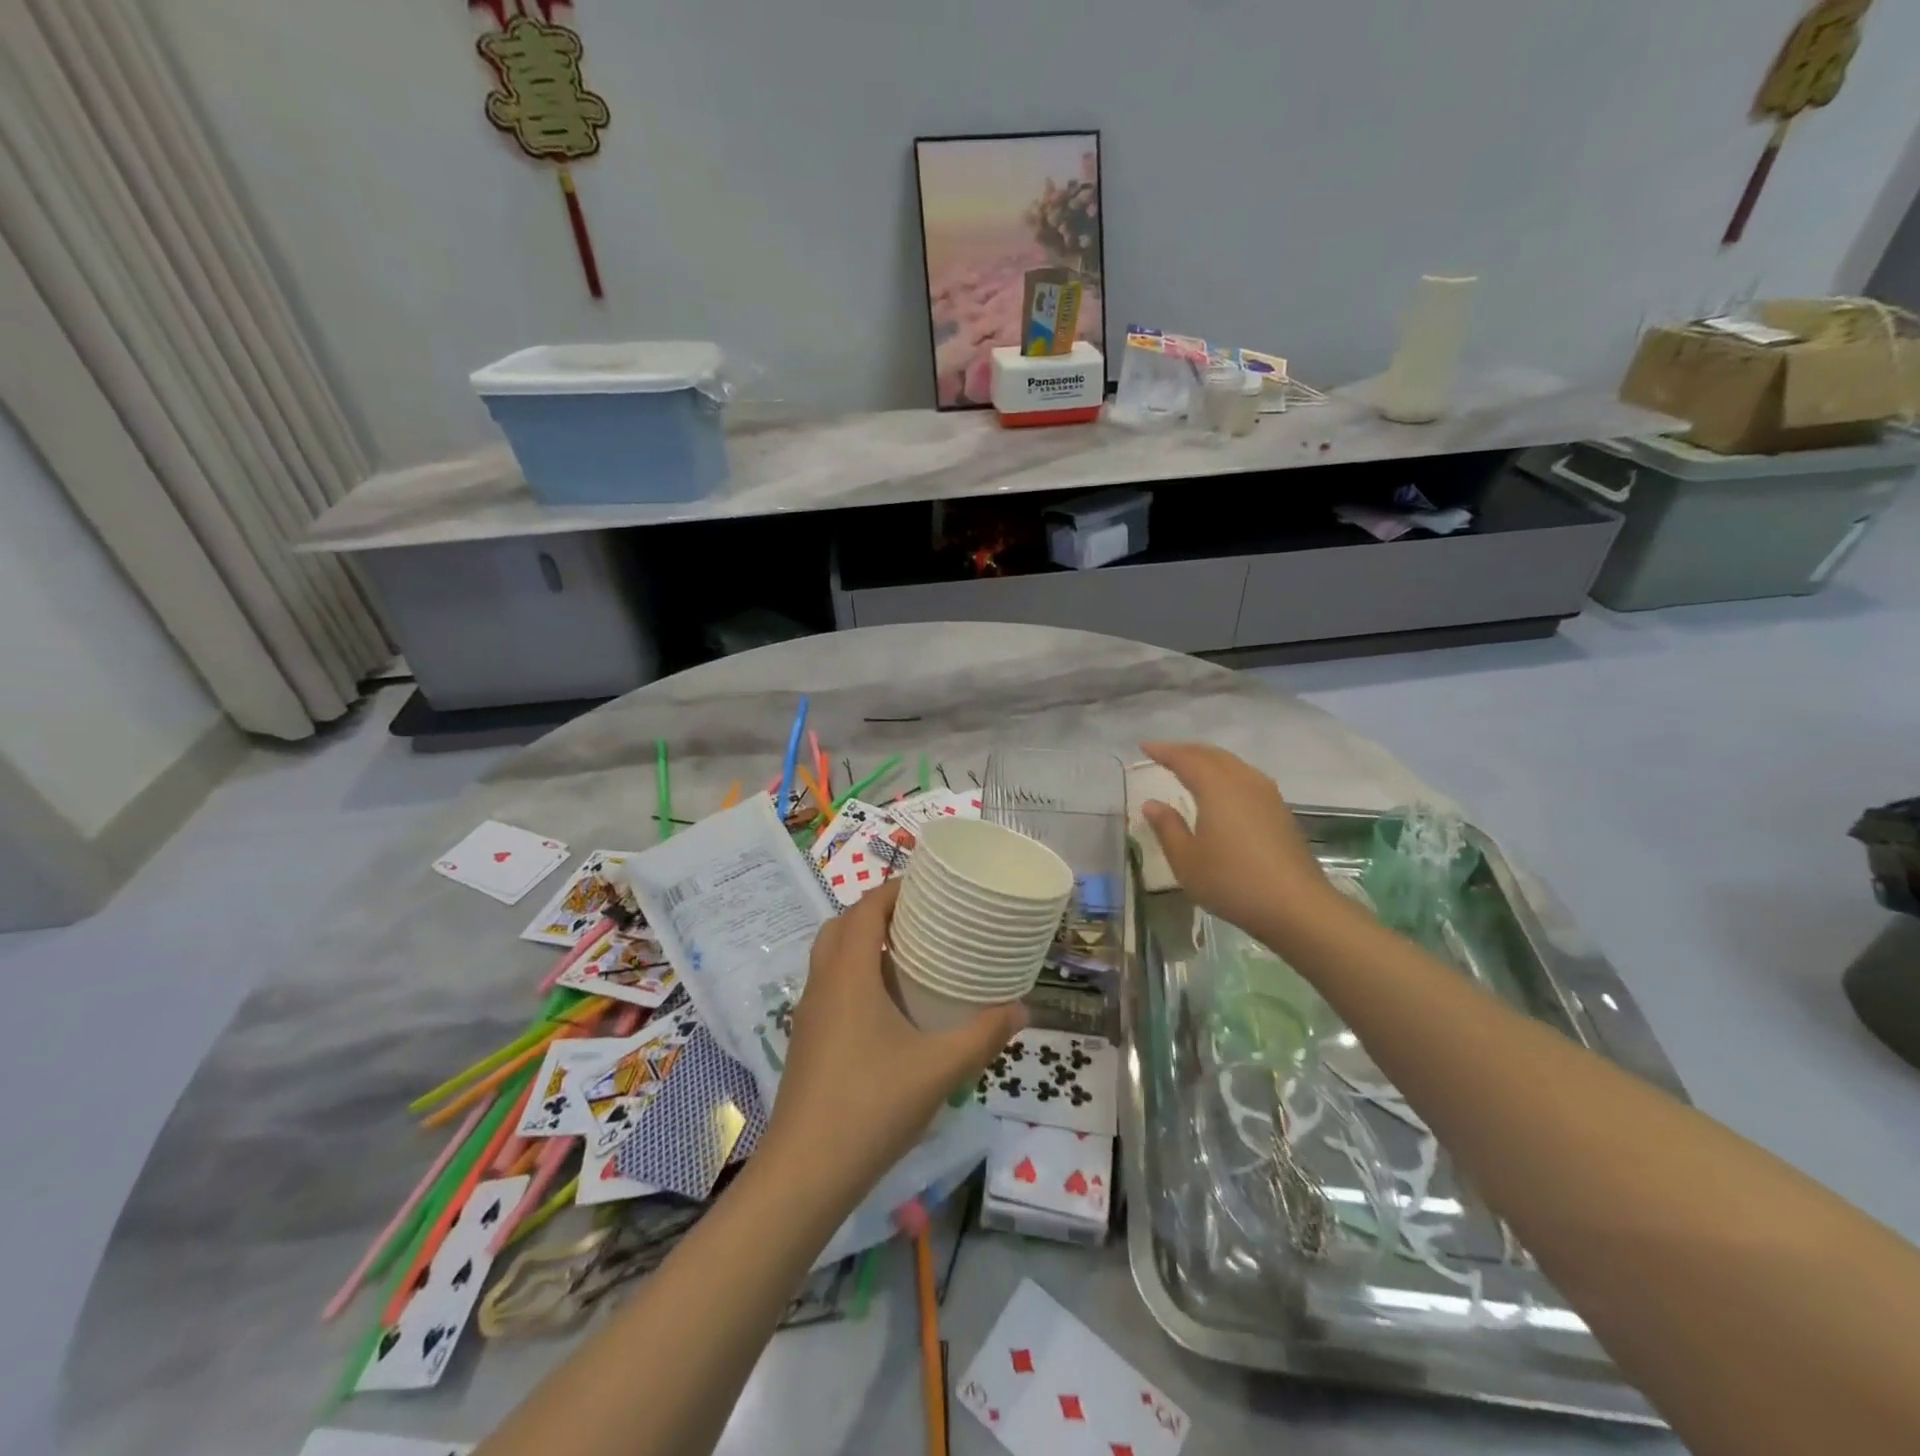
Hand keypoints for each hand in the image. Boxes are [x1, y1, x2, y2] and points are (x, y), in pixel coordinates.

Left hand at [761, 881, 1024, 1206]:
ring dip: (862, 944)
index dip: (893, 890)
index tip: (927, 887)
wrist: (805, 1173)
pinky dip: (854, 975)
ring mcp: (809, 1014)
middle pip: (842, 926)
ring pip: (830, 957)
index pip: (865, 910)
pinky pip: (829, 986)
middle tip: (921, 919)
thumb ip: (983, 1036)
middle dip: (877, 912)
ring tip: (909, 956)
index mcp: (848, 974)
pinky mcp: (806, 1041)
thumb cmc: (872, 1106)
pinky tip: (887, 1008)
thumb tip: (1024, 1009)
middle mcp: (822, 984)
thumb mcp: (939, 1069)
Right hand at [1139, 741, 1340, 942]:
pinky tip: (1222, 791)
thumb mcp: (1186, 859)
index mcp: (1217, 787)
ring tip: (1191, 767)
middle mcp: (1244, 782)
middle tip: (1164, 754)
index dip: (1164, 751)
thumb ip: (1167, 827)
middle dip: (1186, 751)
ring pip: (1233, 765)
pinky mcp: (1280, 812)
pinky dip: (1226, 775)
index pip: (1186, 759)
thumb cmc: (1232, 881)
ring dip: (1208, 761)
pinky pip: (1246, 778)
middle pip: (1212, 755)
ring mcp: (1267, 795)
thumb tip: (1152, 804)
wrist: (1296, 906)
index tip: (1144, 746)